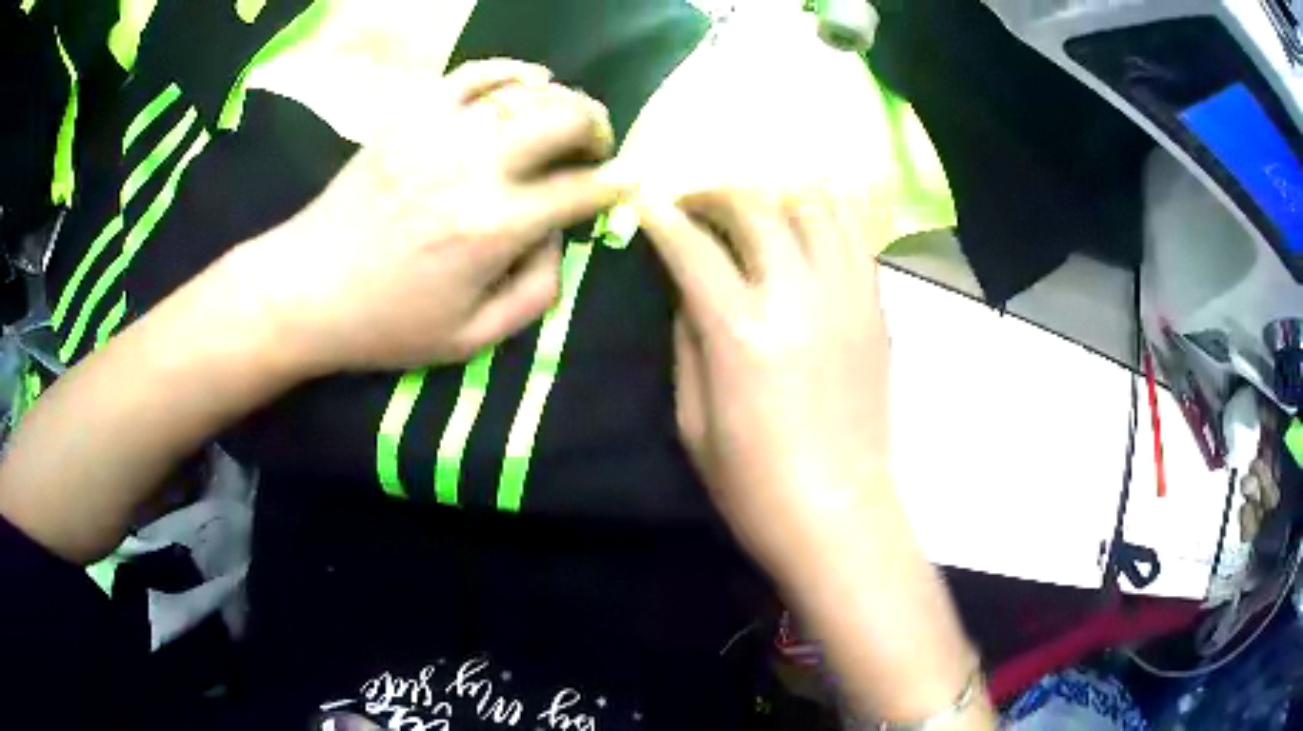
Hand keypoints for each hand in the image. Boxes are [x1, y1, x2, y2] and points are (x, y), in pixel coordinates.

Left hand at [239, 58, 628, 374]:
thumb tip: (560, 237)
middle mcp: (475, 166)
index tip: (628, 182)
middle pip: (565, 118)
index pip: (582, 190)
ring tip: (564, 120)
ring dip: (562, 100)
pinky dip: (511, 71)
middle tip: (597, 147)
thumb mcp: (472, 340)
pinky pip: (474, 72)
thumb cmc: (386, 324)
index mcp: (494, 227)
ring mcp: (440, 131)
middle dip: (598, 127)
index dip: (617, 184)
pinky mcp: (411, 115)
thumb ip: (536, 293)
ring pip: (527, 89)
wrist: (305, 289)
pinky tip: (526, 81)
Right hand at [637, 187, 892, 584]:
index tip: (649, 203)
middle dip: (717, 192)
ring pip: (817, 207)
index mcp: (740, 333)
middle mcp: (797, 298)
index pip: (693, 248)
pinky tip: (808, 224)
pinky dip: (827, 216)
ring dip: (778, 193)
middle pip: (757, 207)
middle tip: (698, 202)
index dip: (664, 218)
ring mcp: (846, 299)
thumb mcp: (692, 420)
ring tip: (757, 204)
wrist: (838, 512)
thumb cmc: (752, 483)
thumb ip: (687, 341)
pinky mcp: (876, 312)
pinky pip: (856, 239)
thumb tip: (688, 288)